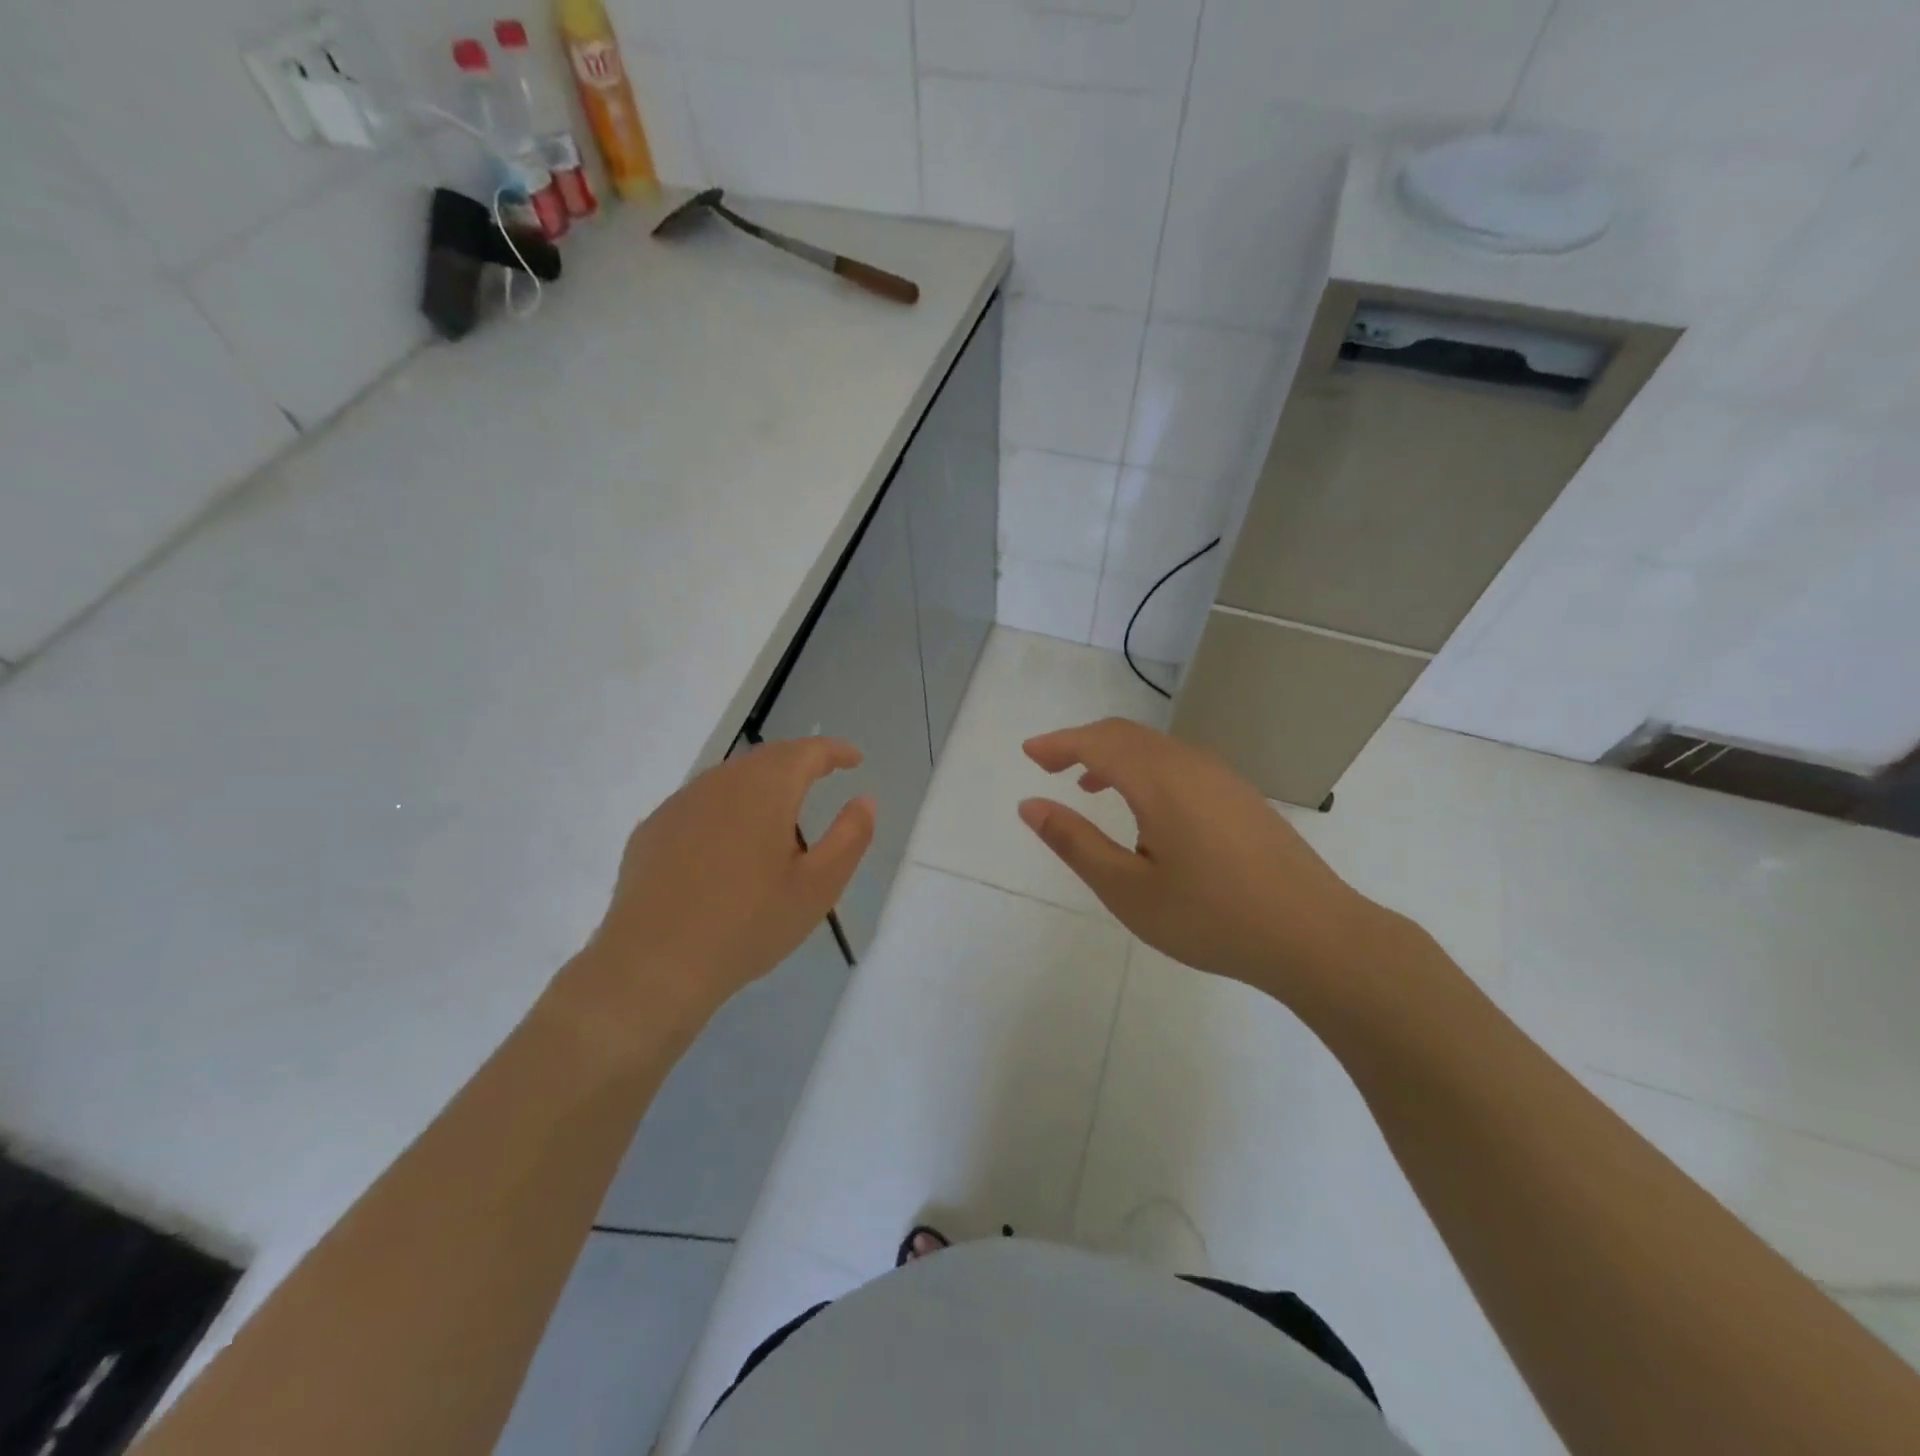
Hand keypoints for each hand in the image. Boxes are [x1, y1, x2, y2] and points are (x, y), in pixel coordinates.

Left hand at [573, 738, 873, 1040]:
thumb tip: (864, 799)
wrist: (653, 966)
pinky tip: (728, 844)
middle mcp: (720, 783)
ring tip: (779, 814)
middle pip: (766, 758)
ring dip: (761, 784)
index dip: (834, 751)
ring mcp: (680, 804)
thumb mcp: (817, 887)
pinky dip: (726, 808)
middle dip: (798, 762)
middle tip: (822, 777)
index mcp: (765, 790)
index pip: (806, 752)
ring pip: (730, 778)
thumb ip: (849, 837)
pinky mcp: (652, 830)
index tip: (854, 759)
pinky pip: (700, 803)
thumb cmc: (747, 925)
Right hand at [1019, 718, 1390, 1008]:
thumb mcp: (1128, 889)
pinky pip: (1179, 763)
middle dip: (1082, 743)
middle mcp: (1190, 764)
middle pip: (1125, 734)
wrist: (1314, 936)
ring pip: (1155, 747)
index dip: (1058, 743)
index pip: (1096, 742)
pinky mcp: (1240, 796)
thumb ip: (1075, 842)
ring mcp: (1221, 777)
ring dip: (1114, 755)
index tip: (1029, 753)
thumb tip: (1031, 805)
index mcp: (1158, 781)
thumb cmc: (1211, 917)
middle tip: (1049, 764)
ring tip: (1088, 786)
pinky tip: (1145, 810)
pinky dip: (1145, 768)